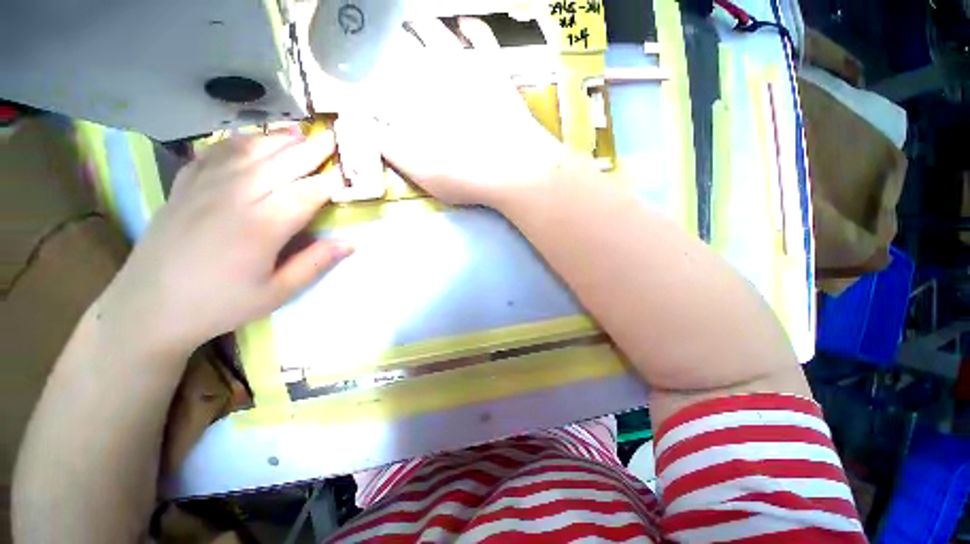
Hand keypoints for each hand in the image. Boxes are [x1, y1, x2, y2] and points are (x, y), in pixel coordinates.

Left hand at [100, 130, 350, 354]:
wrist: (148, 307)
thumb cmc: (219, 304)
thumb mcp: (277, 293)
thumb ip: (315, 263)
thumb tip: (350, 243)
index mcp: (261, 226)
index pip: (307, 193)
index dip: (331, 181)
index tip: (349, 172)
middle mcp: (234, 197)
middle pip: (281, 164)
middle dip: (311, 150)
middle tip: (333, 139)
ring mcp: (204, 186)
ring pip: (248, 151)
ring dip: (278, 139)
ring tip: (299, 132)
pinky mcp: (184, 186)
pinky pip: (214, 153)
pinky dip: (237, 141)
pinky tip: (251, 139)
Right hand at [369, 18, 566, 206]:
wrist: (514, 169)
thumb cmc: (466, 176)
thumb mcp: (421, 173)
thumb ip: (391, 150)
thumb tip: (367, 129)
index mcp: (413, 102)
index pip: (382, 78)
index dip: (368, 71)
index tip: (359, 69)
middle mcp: (434, 76)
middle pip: (404, 47)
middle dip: (388, 41)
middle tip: (380, 38)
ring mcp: (467, 68)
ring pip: (436, 32)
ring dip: (421, 25)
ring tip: (410, 22)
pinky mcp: (494, 69)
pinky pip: (481, 36)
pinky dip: (469, 26)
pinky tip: (462, 25)